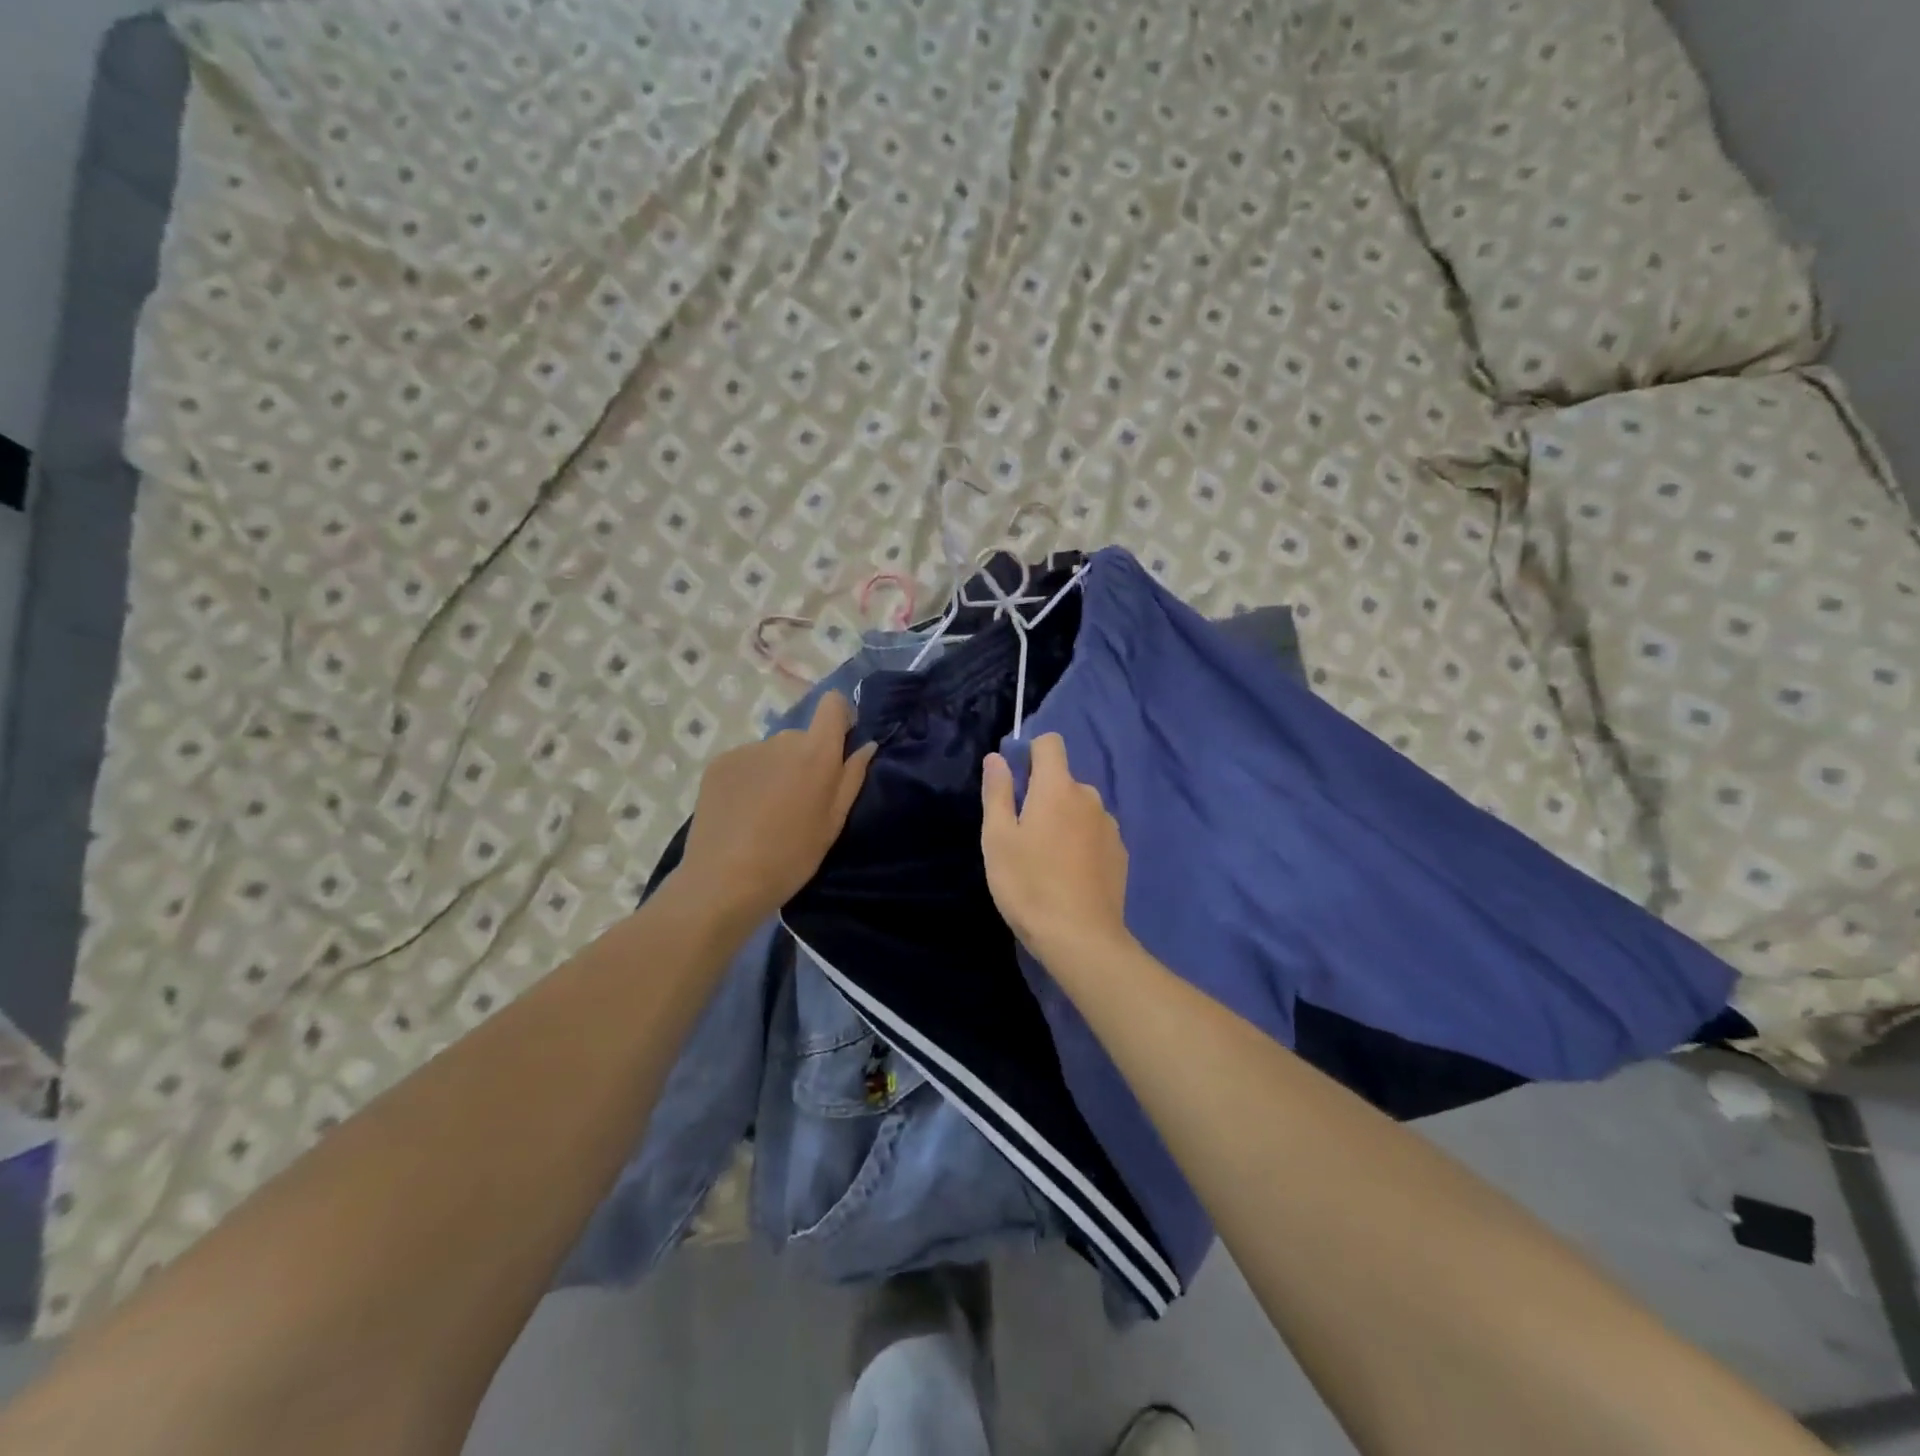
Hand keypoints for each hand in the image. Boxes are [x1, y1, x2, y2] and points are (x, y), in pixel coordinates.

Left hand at [674, 693, 875, 928]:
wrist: (723, 880)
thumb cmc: (790, 857)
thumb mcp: (833, 823)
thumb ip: (851, 778)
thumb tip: (866, 746)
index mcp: (816, 753)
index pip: (832, 704)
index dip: (839, 717)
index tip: (838, 746)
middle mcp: (781, 740)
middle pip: (802, 736)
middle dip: (806, 759)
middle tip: (800, 802)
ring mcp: (746, 750)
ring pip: (772, 752)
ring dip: (776, 771)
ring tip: (767, 812)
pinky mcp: (719, 763)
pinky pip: (746, 762)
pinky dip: (750, 780)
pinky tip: (743, 813)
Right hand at [980, 733, 1131, 963]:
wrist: (1080, 938)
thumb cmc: (1028, 884)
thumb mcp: (998, 838)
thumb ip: (998, 792)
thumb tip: (997, 758)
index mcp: (1058, 788)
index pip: (1050, 743)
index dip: (1030, 753)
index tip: (1016, 784)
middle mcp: (1090, 798)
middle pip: (1063, 780)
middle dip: (1043, 795)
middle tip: (1022, 835)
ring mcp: (1110, 826)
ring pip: (1080, 808)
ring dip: (1064, 820)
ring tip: (1046, 860)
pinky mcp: (1120, 854)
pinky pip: (1095, 833)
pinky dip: (1081, 842)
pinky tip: (1069, 876)